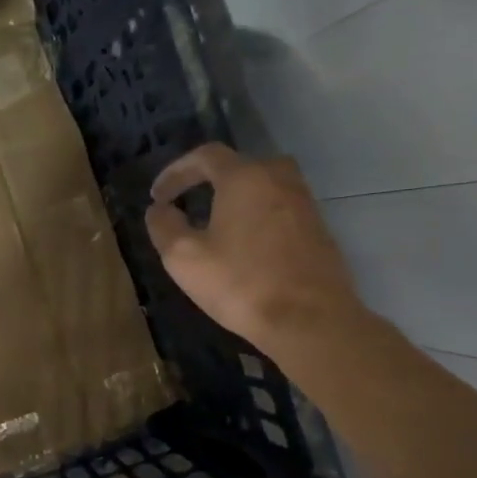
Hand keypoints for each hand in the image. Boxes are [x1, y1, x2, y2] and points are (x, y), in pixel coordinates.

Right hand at [145, 142, 368, 364]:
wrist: (311, 321)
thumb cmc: (241, 283)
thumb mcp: (184, 257)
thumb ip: (164, 226)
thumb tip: (159, 210)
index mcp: (245, 177)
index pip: (205, 156)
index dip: (176, 172)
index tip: (157, 196)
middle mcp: (279, 179)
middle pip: (238, 166)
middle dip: (207, 180)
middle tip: (187, 201)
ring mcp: (304, 203)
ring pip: (262, 187)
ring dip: (234, 198)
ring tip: (213, 223)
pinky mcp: (319, 229)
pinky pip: (279, 209)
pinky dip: (256, 216)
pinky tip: (244, 244)